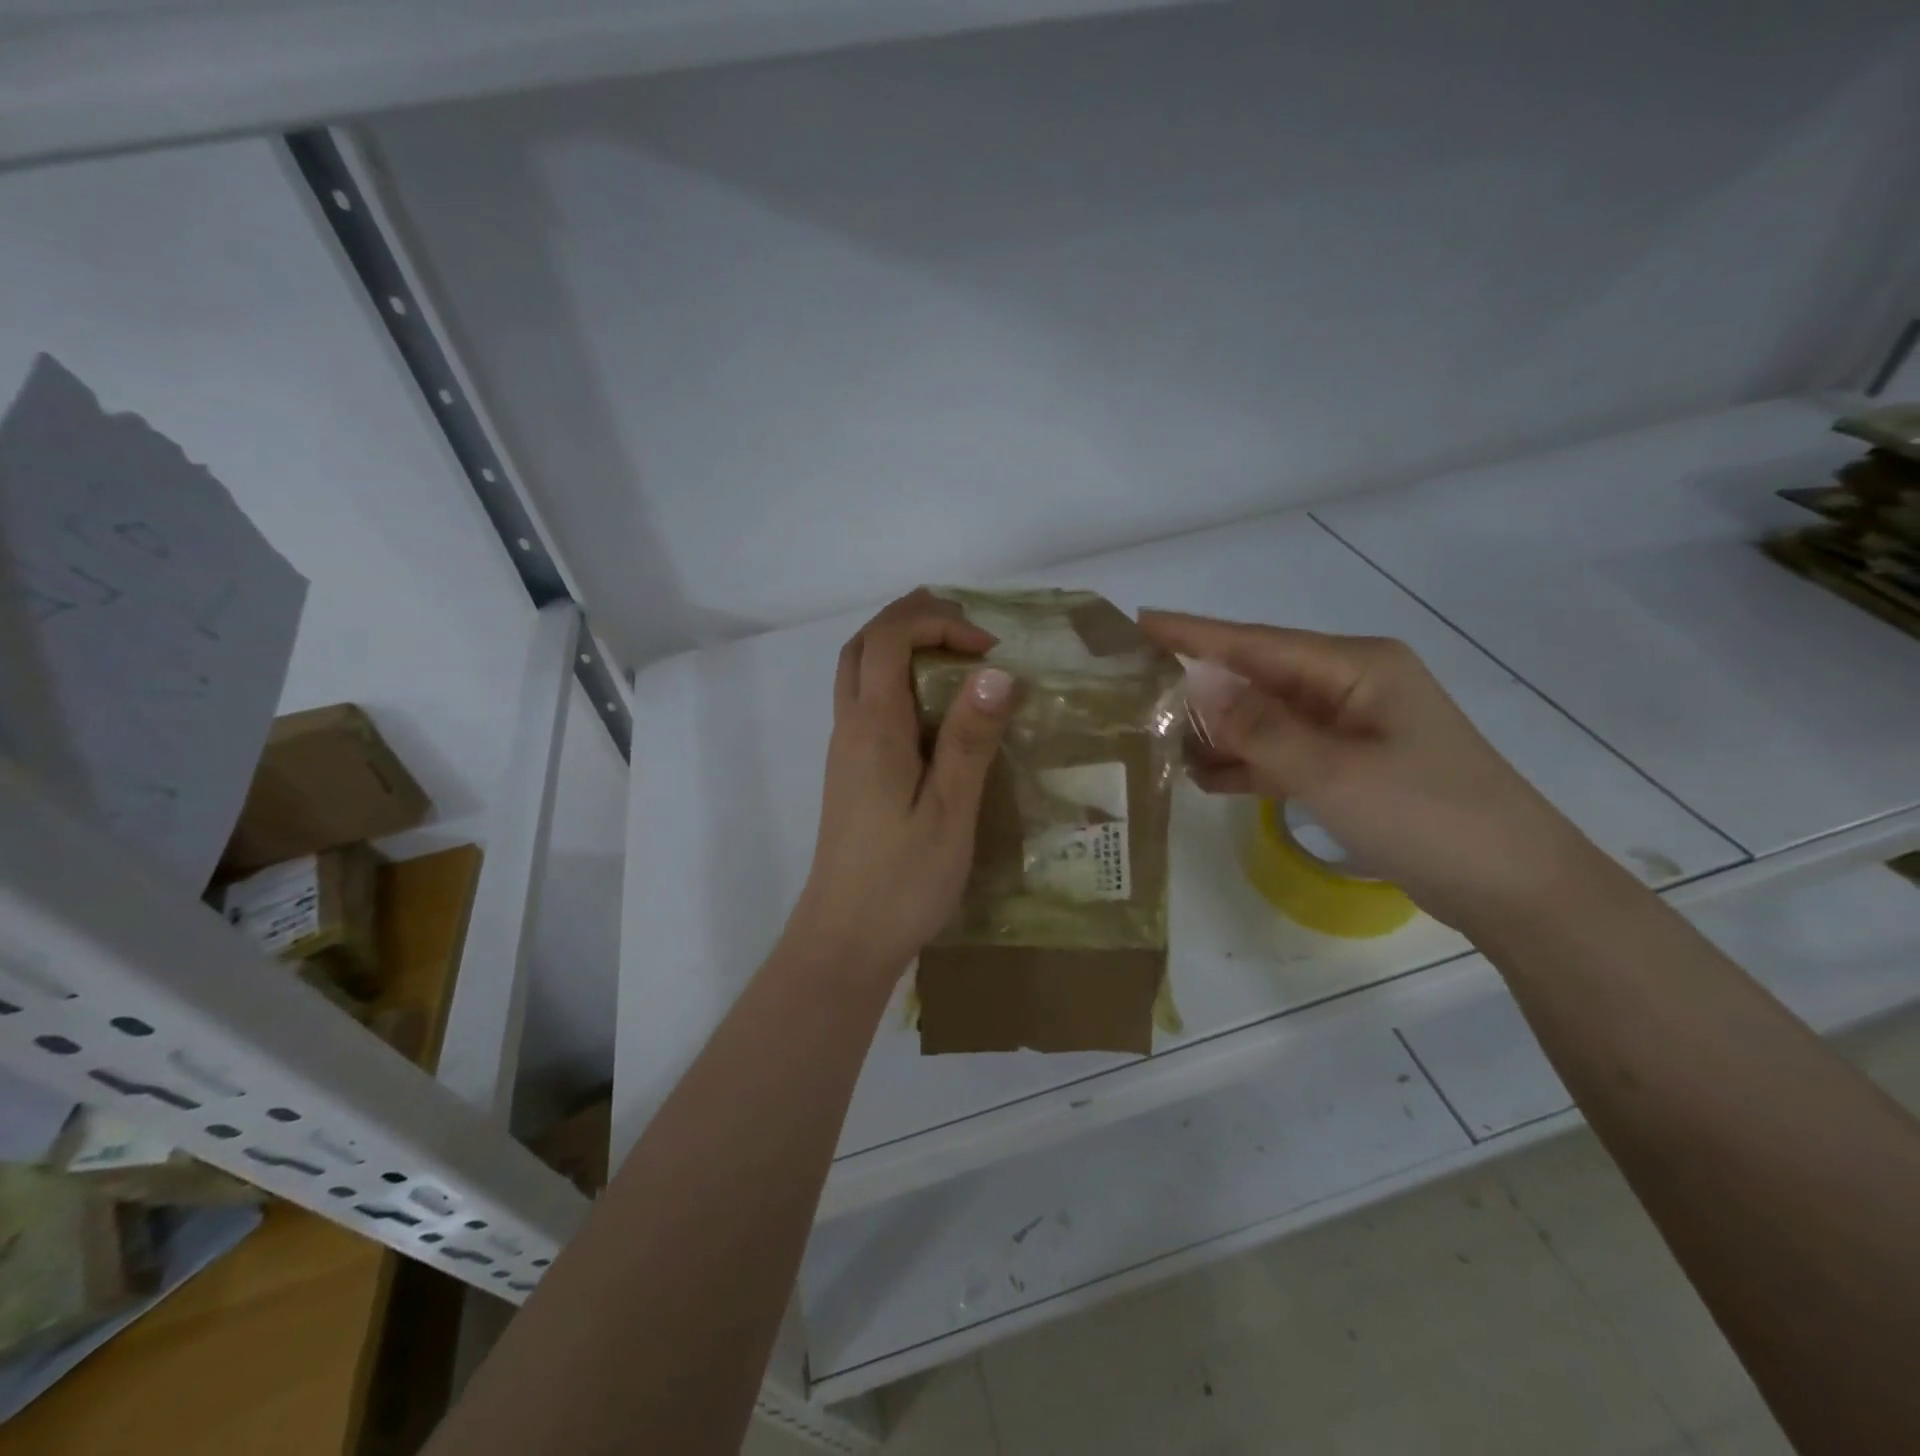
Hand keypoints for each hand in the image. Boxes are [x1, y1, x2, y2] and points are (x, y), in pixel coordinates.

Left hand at [788, 590, 1014, 979]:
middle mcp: (850, 727)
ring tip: (957, 661)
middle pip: (863, 644)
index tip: (990, 650)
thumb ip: (970, 739)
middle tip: (967, 634)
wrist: (845, 939)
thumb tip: (996, 671)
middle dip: (912, 621)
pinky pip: (867, 704)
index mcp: (874, 727)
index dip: (938, 624)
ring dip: (901, 649)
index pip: (889, 638)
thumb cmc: (902, 880)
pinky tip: (938, 714)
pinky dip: (898, 683)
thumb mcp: (950, 811)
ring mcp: (845, 751)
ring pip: (859, 673)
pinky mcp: (851, 773)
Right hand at [1139, 611, 1598, 930]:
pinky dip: (1247, 763)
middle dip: (1198, 687)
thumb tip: (1193, 678)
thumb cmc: (1428, 818)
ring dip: (1219, 732)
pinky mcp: (1351, 765)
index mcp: (1356, 667)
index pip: (1255, 642)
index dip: (1193, 633)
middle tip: (1132, 694)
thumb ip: (1258, 727)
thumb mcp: (1334, 773)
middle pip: (1257, 678)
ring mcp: (1351, 727)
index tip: (1138, 622)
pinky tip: (1205, 777)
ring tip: (1157, 742)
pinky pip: (1283, 752)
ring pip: (1266, 718)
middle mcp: (1351, 685)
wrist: (1514, 889)